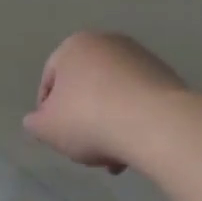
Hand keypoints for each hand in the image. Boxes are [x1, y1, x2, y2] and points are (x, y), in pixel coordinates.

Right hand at [23, 32, 186, 173]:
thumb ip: (36, 123)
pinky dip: (133, 121)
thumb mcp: (47, 128)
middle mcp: (108, 42)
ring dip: (109, 125)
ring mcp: (141, 57)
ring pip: (114, 96)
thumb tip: (37, 120)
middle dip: (83, 120)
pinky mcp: (166, 75)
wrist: (154, 123)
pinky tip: (133, 148)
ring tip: (113, 157)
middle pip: (86, 87)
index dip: (48, 111)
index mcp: (75, 45)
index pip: (50, 79)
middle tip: (85, 149)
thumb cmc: (89, 119)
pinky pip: (139, 101)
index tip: (56, 136)